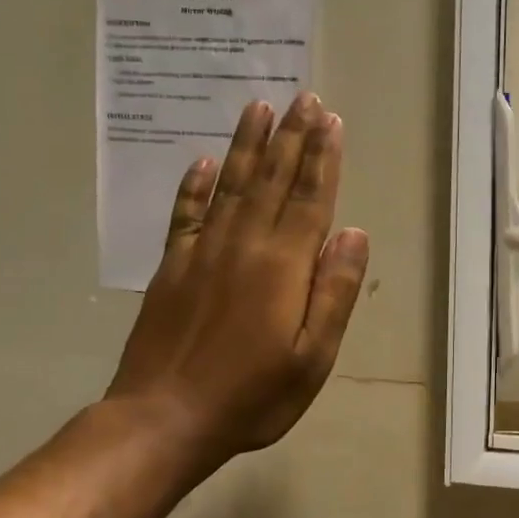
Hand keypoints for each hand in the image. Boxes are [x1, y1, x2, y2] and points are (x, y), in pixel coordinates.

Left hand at [107, 92, 369, 475]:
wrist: (163, 420)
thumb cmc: (253, 395)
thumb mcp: (314, 356)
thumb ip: (335, 291)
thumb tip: (355, 233)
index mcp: (283, 265)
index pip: (310, 198)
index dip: (322, 157)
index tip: (330, 120)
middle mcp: (244, 245)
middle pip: (273, 179)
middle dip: (291, 137)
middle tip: (303, 98)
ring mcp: (203, 252)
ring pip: (231, 185)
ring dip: (248, 145)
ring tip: (259, 108)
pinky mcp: (172, 267)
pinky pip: (186, 214)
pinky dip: (195, 186)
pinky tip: (204, 162)